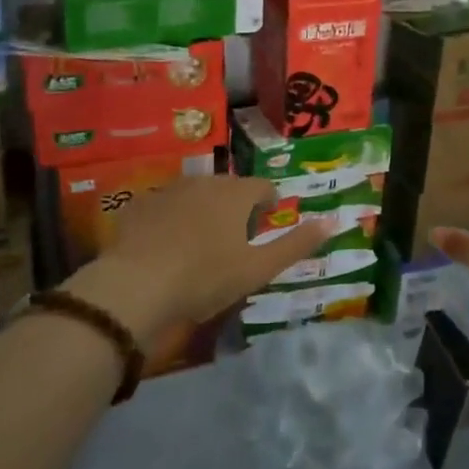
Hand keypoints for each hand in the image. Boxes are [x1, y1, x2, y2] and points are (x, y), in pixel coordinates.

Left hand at [70, 176, 333, 345]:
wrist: (135, 287)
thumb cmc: (205, 278)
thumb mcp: (258, 268)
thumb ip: (297, 244)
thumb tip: (334, 221)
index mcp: (235, 193)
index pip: (263, 187)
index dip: (268, 206)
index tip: (264, 227)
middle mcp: (204, 182)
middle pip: (228, 188)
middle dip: (235, 208)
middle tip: (232, 242)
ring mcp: (167, 190)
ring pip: (194, 195)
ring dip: (201, 212)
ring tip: (198, 245)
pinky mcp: (137, 206)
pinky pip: (162, 207)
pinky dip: (168, 221)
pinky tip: (163, 248)